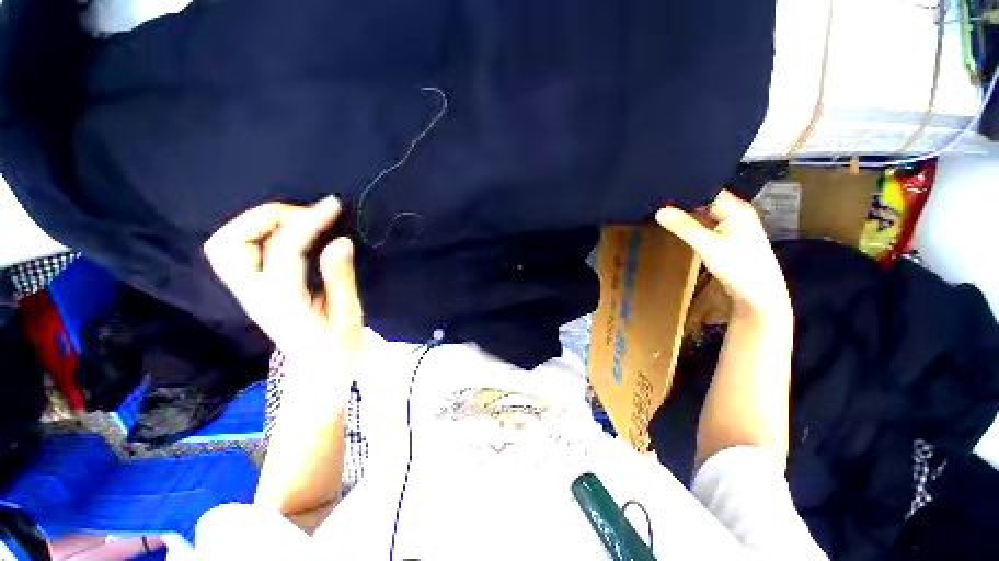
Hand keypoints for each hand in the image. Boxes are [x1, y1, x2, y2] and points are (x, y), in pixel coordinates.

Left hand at [203, 196, 362, 371]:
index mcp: (284, 304)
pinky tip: (288, 235)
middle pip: (230, 243)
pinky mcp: (250, 291)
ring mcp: (246, 294)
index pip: (283, 250)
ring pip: (225, 245)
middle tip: (307, 215)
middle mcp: (254, 296)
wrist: (317, 373)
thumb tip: (340, 240)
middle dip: (269, 217)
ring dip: (258, 223)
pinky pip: (236, 251)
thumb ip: (341, 277)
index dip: (308, 221)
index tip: (333, 206)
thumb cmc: (339, 348)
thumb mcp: (348, 316)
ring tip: (297, 221)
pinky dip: (256, 233)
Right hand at [655, 190, 790, 317]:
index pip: (707, 190)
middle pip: (704, 201)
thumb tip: (659, 210)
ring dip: (686, 215)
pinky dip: (691, 226)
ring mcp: (730, 227)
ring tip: (660, 210)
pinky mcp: (725, 239)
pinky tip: (676, 226)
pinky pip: (704, 226)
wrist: (759, 296)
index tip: (661, 189)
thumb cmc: (740, 267)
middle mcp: (735, 213)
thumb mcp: (708, 246)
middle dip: (682, 202)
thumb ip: (684, 227)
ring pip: (703, 214)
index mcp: (736, 208)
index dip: (685, 189)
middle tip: (656, 200)